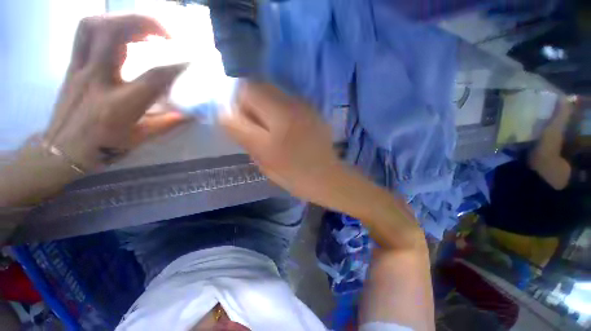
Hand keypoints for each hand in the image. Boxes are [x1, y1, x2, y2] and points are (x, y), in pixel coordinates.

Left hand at [44, 15, 188, 171]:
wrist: (60, 151)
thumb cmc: (103, 148)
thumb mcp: (140, 139)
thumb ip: (167, 124)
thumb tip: (190, 114)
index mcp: (119, 106)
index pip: (153, 77)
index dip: (176, 65)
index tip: (192, 59)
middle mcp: (96, 81)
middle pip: (113, 33)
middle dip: (144, 23)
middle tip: (166, 33)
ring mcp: (80, 69)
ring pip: (94, 25)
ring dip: (123, 19)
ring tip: (145, 29)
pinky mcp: (72, 65)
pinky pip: (85, 33)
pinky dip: (107, 25)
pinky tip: (123, 35)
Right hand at [221, 83, 342, 201]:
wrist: (326, 177)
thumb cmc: (294, 174)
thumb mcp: (263, 158)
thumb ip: (242, 132)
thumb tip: (226, 112)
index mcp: (279, 117)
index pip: (247, 90)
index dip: (237, 102)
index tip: (240, 121)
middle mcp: (293, 104)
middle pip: (261, 87)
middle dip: (250, 103)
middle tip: (254, 126)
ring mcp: (305, 106)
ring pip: (274, 93)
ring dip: (265, 106)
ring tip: (271, 129)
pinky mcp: (313, 111)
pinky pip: (288, 102)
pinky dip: (279, 109)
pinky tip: (285, 129)